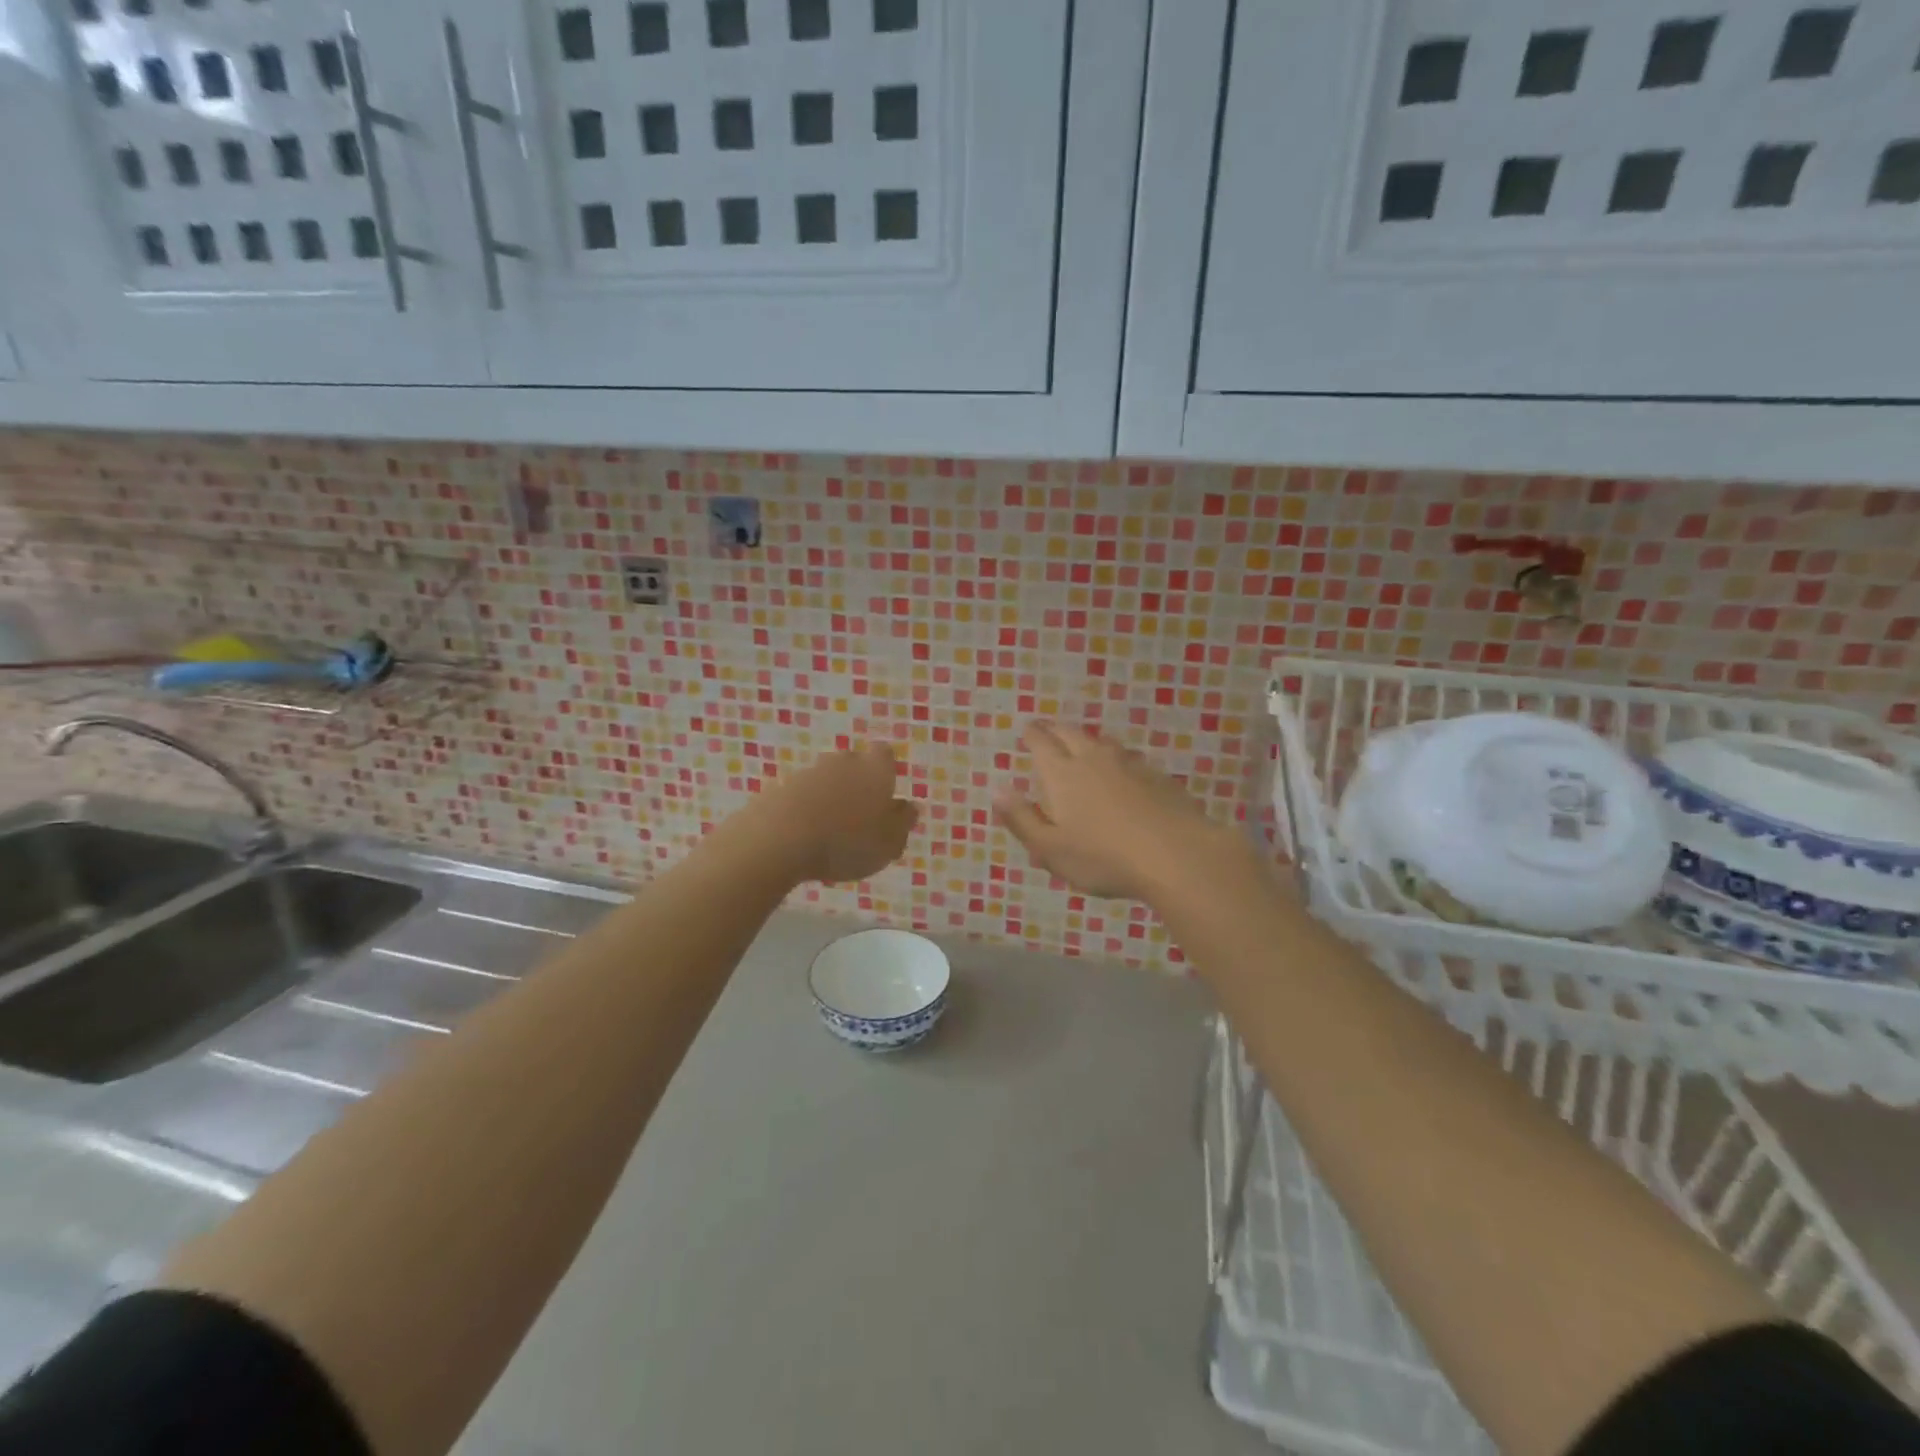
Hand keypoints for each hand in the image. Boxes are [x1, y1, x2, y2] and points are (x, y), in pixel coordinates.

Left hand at [747, 743, 918, 884]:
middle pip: (853, 764)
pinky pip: (800, 796)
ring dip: (829, 798)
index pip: (884, 754)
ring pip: (825, 780)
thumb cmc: (847, 842)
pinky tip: (803, 836)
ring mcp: (808, 772)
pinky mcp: (779, 787)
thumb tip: (910, 807)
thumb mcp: (889, 842)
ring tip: (829, 832)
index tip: (884, 794)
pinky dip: (804, 809)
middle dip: (856, 784)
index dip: (885, 771)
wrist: (780, 840)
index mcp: (875, 769)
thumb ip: (903, 823)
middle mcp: (843, 762)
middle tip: (858, 818)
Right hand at [995, 721, 1239, 900]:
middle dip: (1056, 729)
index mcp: (1062, 774)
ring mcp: (1130, 765)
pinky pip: (1131, 759)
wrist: (1176, 855)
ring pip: (1103, 742)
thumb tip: (997, 790)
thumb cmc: (1103, 857)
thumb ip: (1022, 819)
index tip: (1026, 729)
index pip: (1041, 743)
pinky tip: (1124, 771)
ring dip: (1088, 740)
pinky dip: (1119, 759)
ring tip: (1084, 744)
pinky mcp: (1158, 777)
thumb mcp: (1051, 849)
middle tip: (1048, 728)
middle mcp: (1093, 759)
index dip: (1032, 734)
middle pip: (1071, 734)